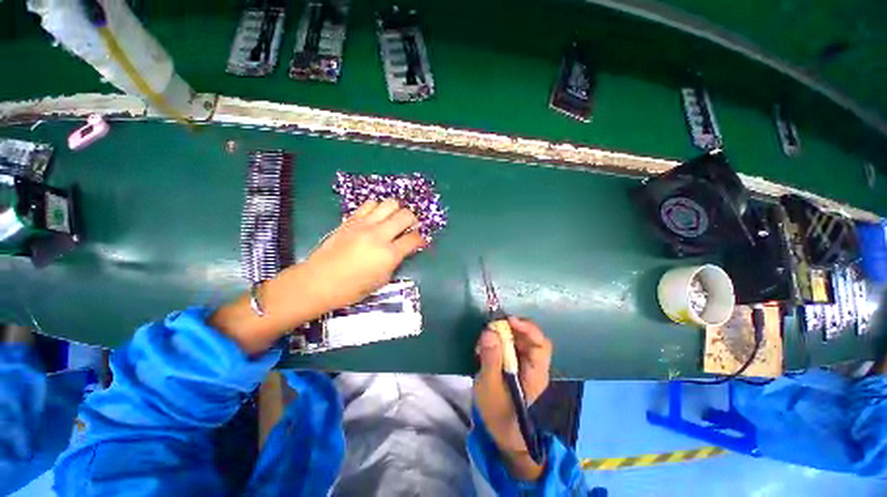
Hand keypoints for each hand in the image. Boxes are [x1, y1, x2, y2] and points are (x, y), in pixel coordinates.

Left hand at [301, 199, 426, 311]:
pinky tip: (376, 218)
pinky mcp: (351, 220)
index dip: (421, 239)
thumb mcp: (381, 281)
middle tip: (410, 228)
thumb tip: (401, 250)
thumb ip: (395, 262)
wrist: (318, 281)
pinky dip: (377, 208)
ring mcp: (364, 225)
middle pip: (406, 215)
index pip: (414, 239)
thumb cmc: (352, 288)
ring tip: (393, 220)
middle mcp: (379, 235)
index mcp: (389, 255)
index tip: (420, 242)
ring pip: (390, 204)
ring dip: (396, 211)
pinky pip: (369, 204)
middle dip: (413, 220)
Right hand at [474, 317, 552, 479]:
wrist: (500, 430)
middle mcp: (534, 364)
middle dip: (511, 328)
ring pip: (519, 338)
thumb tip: (489, 331)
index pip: (541, 344)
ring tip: (484, 339)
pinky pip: (509, 343)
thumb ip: (490, 359)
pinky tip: (484, 347)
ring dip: (502, 333)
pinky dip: (497, 340)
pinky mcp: (515, 362)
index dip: (527, 329)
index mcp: (536, 373)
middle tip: (491, 326)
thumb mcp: (490, 386)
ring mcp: (525, 362)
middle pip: (530, 337)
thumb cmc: (497, 412)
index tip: (508, 320)